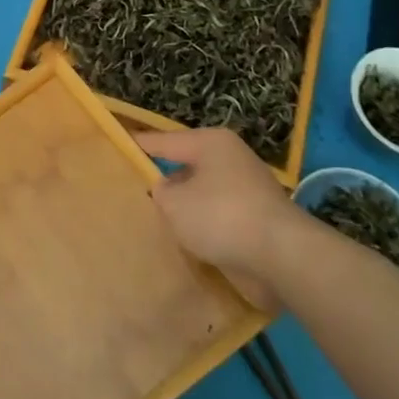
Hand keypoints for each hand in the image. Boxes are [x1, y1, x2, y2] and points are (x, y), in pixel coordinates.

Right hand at [137, 129, 302, 310]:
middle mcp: (231, 159)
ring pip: (202, 194)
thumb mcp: (173, 202)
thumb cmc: (221, 216)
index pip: (163, 141)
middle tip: (132, 192)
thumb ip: (159, 192)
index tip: (116, 146)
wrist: (283, 257)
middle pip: (185, 167)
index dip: (138, 145)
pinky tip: (186, 241)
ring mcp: (246, 189)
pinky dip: (203, 226)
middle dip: (163, 181)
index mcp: (210, 143)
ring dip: (184, 208)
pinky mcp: (256, 218)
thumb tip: (165, 190)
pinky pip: (218, 216)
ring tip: (156, 222)